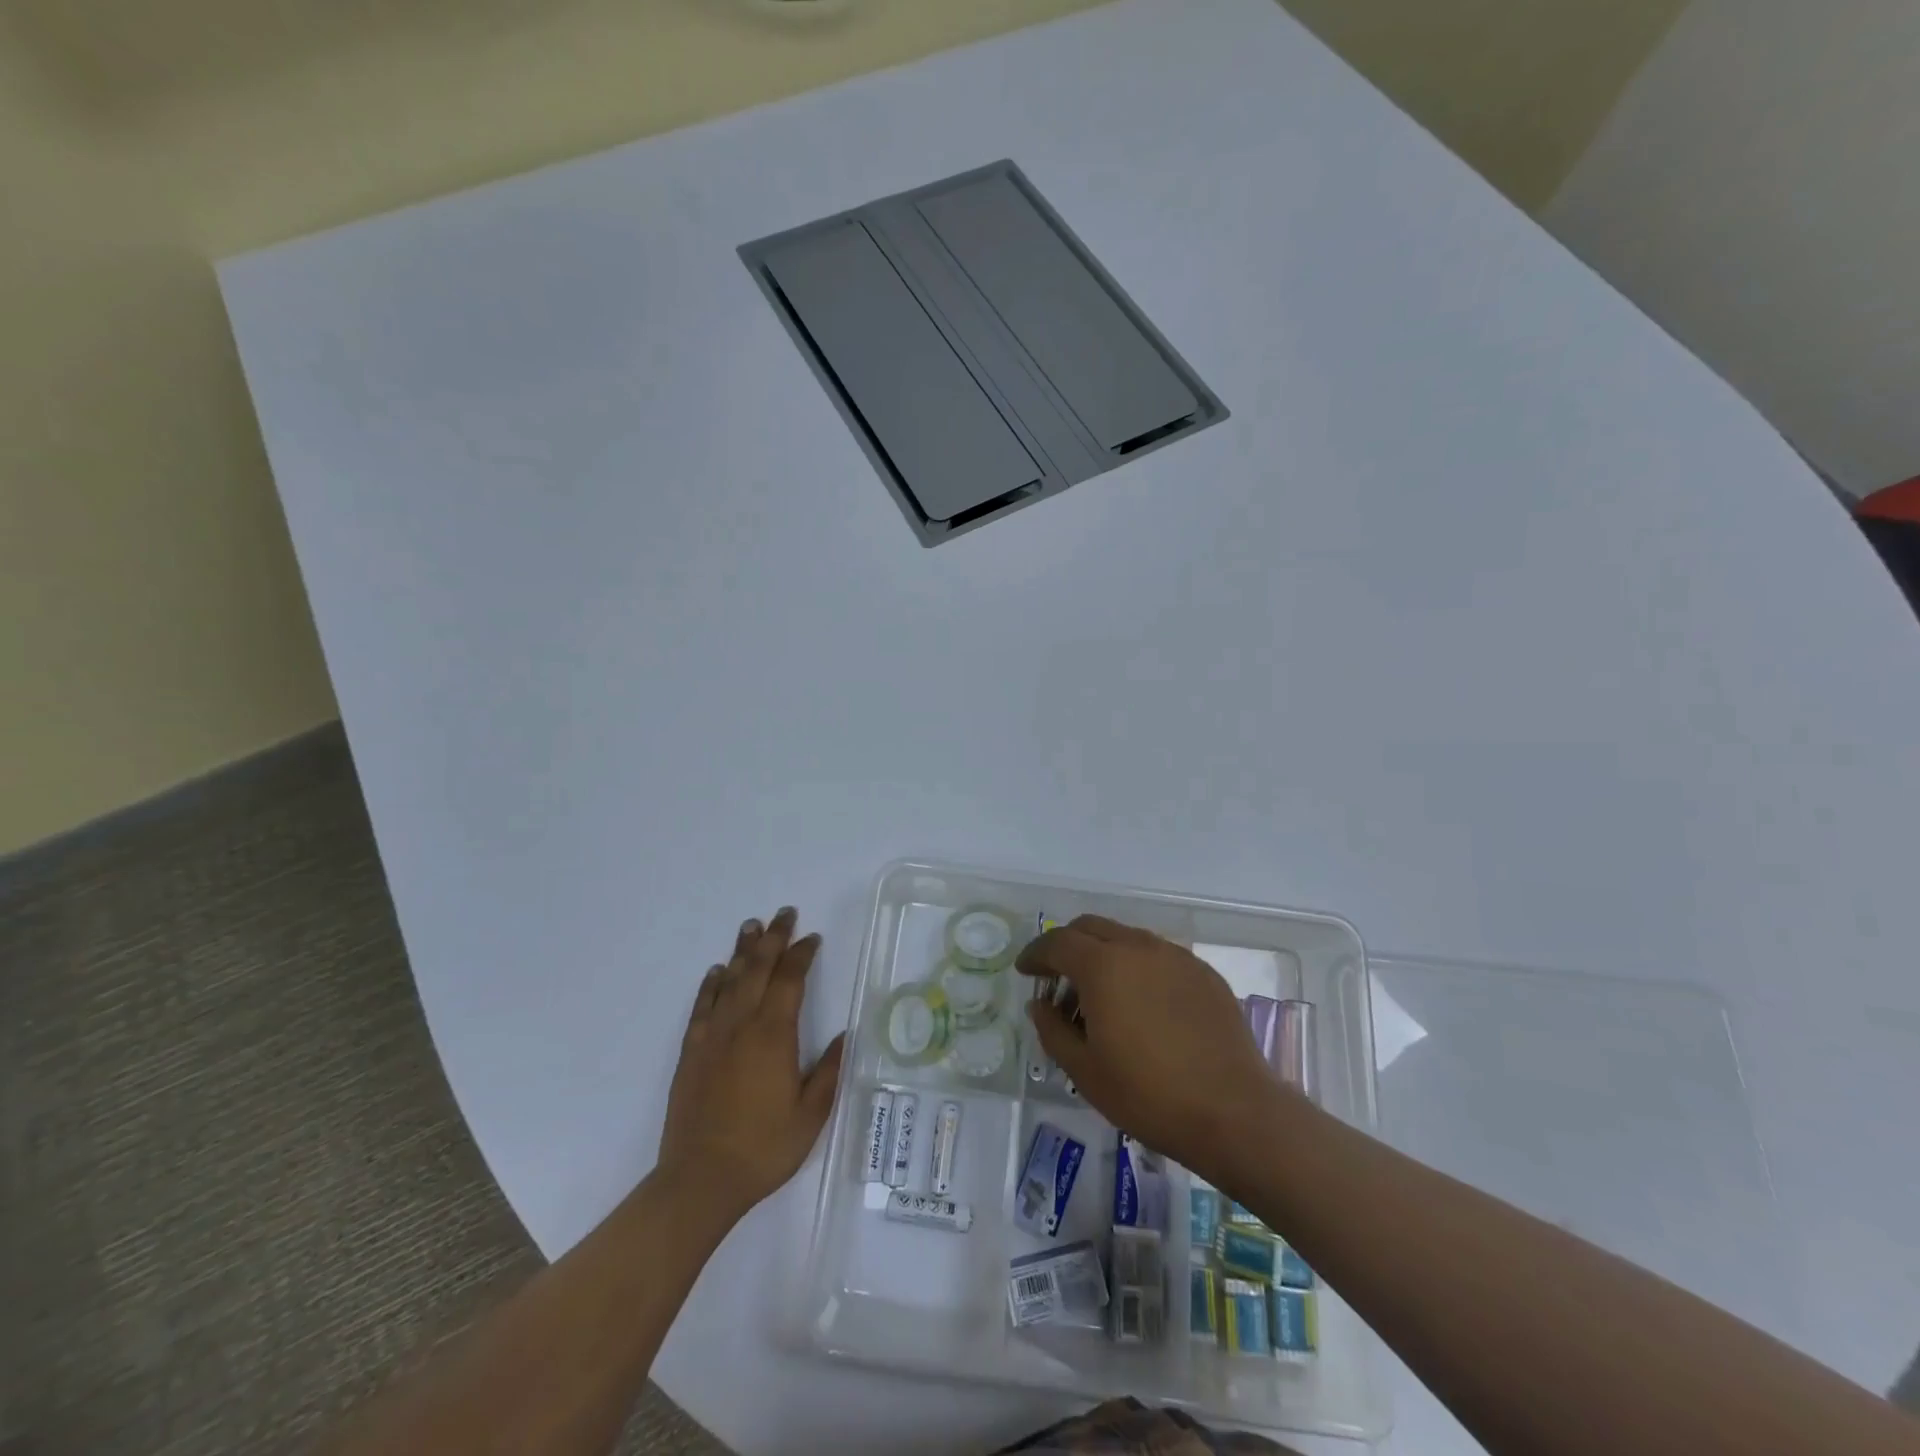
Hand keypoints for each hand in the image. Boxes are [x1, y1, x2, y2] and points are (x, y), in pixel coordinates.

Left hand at [659, 907, 843, 1221]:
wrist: (700, 1180)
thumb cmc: (763, 1149)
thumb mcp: (811, 1115)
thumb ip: (828, 1071)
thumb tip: (844, 1035)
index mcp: (774, 1035)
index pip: (790, 980)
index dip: (802, 954)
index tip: (812, 937)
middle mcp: (742, 1025)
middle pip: (758, 968)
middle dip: (773, 938)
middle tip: (784, 914)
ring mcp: (713, 1036)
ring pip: (729, 980)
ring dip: (742, 951)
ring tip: (751, 926)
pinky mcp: (692, 1052)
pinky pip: (702, 1006)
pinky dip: (711, 984)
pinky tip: (717, 971)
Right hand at [1019, 915, 1277, 1183]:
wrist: (1234, 1112)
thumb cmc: (1148, 1094)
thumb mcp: (1084, 1070)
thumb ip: (1052, 1029)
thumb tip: (1041, 1005)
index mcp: (1104, 965)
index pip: (1057, 942)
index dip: (1035, 954)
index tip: (1025, 971)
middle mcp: (1139, 947)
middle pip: (1091, 928)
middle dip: (1067, 946)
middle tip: (1058, 980)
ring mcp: (1176, 957)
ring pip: (1126, 938)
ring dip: (1103, 956)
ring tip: (1101, 998)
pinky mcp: (1203, 973)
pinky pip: (1158, 957)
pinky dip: (1137, 968)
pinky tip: (1141, 1007)